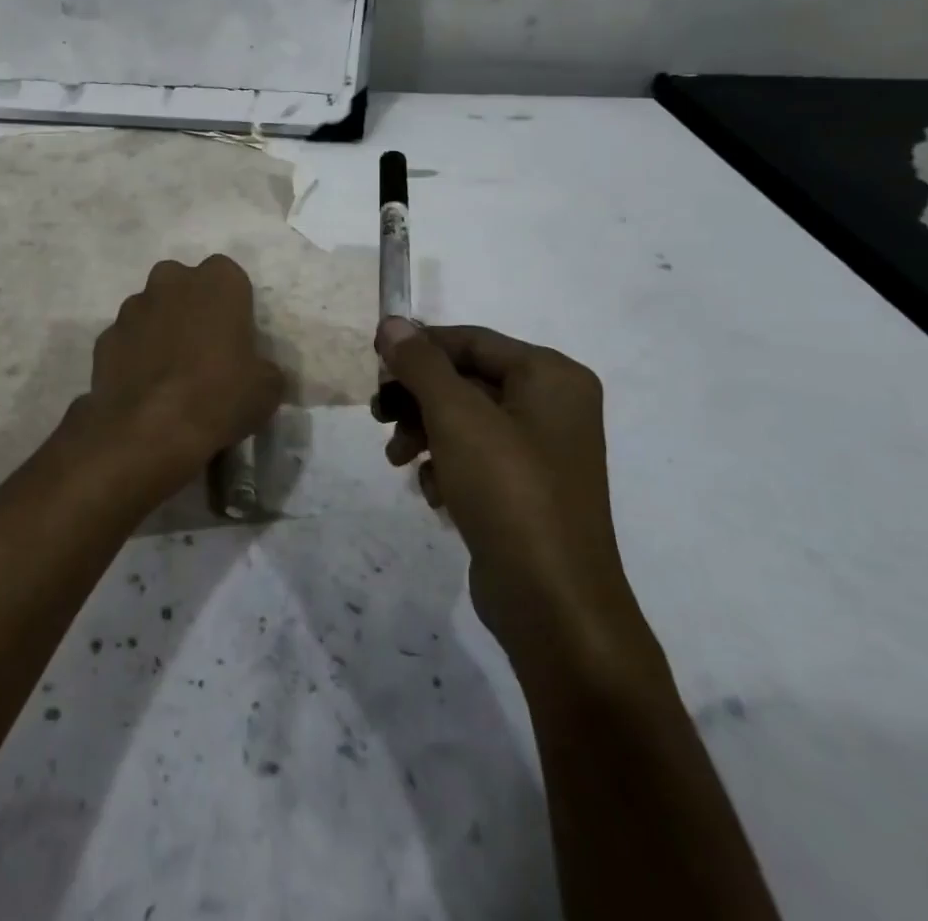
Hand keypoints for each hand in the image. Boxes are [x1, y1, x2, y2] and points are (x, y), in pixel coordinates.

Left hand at [76, 256, 283, 503]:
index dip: (232, 304)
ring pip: (151, 308)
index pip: (229, 276)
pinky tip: (144, 387)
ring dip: (160, 329)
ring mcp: (132, 307)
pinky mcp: (105, 336)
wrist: (149, 429)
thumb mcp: (267, 388)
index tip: (235, 335)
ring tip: (171, 373)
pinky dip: (134, 355)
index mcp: (217, 281)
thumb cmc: (218, 396)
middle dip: (191, 307)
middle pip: (184, 284)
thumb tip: (258, 372)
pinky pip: (127, 339)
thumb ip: (263, 368)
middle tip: (203, 348)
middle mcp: (171, 281)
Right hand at [374, 318, 657, 685]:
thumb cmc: (508, 492)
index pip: (470, 340)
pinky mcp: (527, 489)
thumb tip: (392, 322)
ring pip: (464, 419)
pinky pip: (475, 456)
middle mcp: (553, 404)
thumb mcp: (456, 416)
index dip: (418, 348)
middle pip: (465, 379)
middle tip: (378, 415)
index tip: (373, 365)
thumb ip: (420, 363)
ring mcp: (542, 450)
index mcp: (550, 376)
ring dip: (423, 432)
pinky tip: (432, 492)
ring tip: (396, 458)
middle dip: (417, 397)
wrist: (554, 605)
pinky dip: (446, 465)